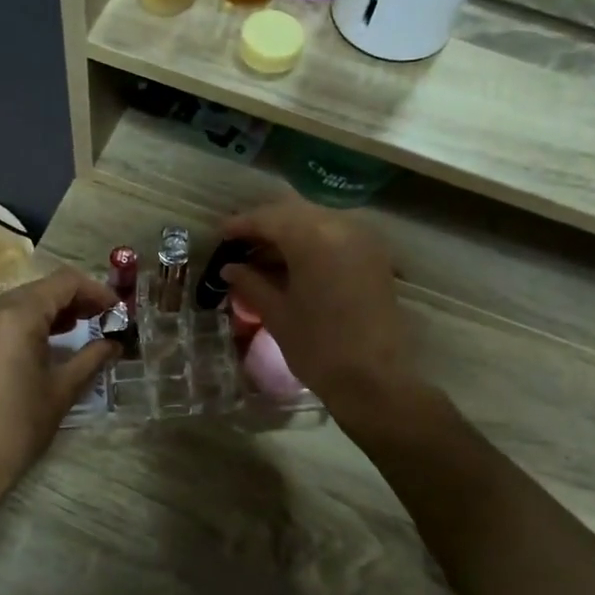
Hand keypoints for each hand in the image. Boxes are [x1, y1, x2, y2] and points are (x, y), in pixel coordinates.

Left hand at [0, 268, 120, 501]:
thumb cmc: (18, 426)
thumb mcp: (62, 390)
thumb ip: (92, 357)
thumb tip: (115, 342)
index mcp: (16, 315)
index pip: (64, 282)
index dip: (97, 291)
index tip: (117, 310)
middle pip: (42, 288)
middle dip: (75, 300)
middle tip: (103, 319)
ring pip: (21, 301)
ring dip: (52, 309)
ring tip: (81, 328)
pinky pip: (3, 317)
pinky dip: (28, 321)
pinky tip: (47, 341)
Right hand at [218, 198, 416, 418]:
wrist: (374, 381)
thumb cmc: (318, 347)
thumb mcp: (277, 314)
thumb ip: (251, 283)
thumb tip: (230, 268)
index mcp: (313, 237)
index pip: (269, 218)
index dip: (241, 225)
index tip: (220, 235)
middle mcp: (341, 227)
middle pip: (294, 214)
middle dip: (265, 226)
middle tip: (239, 245)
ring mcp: (363, 240)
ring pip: (316, 223)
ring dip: (288, 234)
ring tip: (261, 257)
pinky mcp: (374, 258)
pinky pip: (335, 237)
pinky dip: (311, 244)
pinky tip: (292, 265)